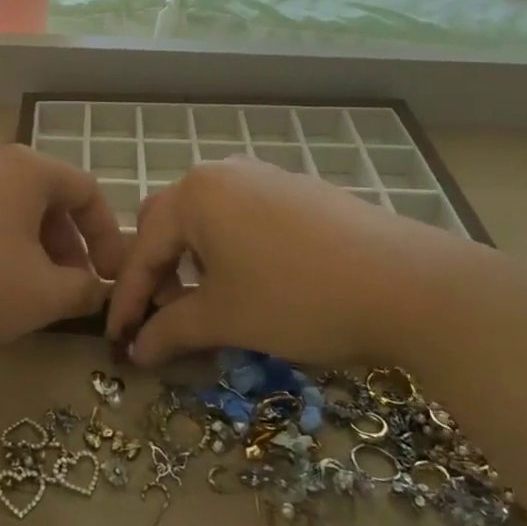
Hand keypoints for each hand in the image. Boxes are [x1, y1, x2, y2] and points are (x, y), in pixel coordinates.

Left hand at [0, 145, 125, 343]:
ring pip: (9, 208)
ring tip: (27, 290)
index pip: (87, 191)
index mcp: (29, 170)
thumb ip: (83, 290)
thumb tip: (98, 290)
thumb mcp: (43, 293)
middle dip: (67, 245)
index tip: (109, 276)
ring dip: (30, 247)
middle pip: (46, 198)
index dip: (107, 235)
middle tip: (70, 286)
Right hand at [106, 157, 526, 368]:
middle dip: (158, 271)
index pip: (143, 250)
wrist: (409, 284)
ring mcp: (264, 176)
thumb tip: (136, 351)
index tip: (117, 341)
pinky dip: (230, 249)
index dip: (127, 300)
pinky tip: (253, 282)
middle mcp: (222, 174)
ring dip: (194, 260)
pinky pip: (243, 216)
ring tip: (209, 302)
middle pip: (169, 223)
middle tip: (165, 317)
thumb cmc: (298, 297)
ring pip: (208, 218)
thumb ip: (171, 331)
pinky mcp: (298, 190)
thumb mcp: (227, 318)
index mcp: (194, 195)